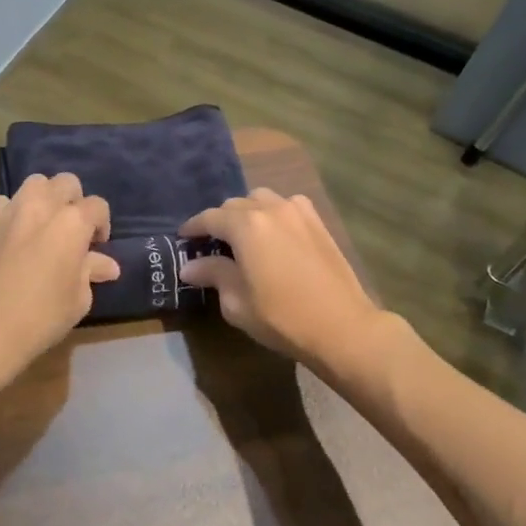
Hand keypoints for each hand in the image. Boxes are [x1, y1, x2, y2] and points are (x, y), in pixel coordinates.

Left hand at [0, 172, 118, 375]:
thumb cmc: (41, 317)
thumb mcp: (78, 299)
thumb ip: (91, 272)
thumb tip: (107, 265)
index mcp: (72, 223)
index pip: (97, 206)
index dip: (102, 224)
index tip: (96, 247)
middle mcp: (42, 206)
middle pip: (66, 183)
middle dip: (74, 201)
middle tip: (71, 230)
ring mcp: (10, 210)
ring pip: (34, 184)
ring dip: (45, 198)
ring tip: (43, 224)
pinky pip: (4, 202)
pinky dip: (14, 211)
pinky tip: (13, 234)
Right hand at [179, 189, 387, 370]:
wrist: (341, 326)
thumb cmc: (281, 318)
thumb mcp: (237, 302)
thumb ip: (213, 275)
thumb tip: (190, 266)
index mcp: (246, 226)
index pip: (210, 218)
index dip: (193, 227)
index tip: (183, 237)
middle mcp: (271, 209)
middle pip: (235, 205)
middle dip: (220, 221)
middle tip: (213, 244)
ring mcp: (298, 212)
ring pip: (262, 199)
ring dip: (248, 213)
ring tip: (244, 236)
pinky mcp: (318, 222)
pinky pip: (287, 206)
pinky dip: (273, 213)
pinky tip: (274, 234)